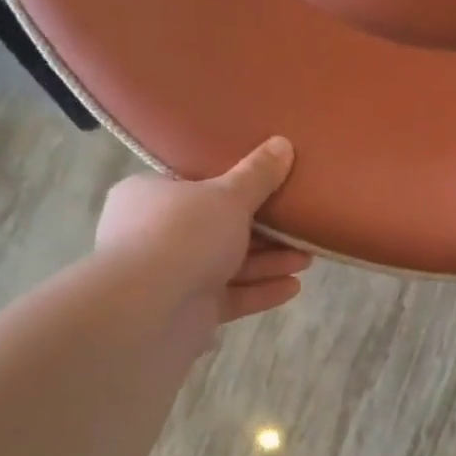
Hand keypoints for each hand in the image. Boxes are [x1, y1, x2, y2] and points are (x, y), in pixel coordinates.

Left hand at [94, 138, 312, 345]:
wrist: (148, 310)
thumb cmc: (182, 235)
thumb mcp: (227, 196)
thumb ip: (258, 175)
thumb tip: (283, 143)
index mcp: (151, 196)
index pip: (194, 187)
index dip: (234, 188)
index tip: (271, 189)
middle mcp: (156, 235)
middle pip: (218, 229)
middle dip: (263, 231)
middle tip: (300, 228)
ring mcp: (171, 276)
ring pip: (227, 265)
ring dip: (268, 262)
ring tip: (307, 259)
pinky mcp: (188, 312)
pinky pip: (230, 297)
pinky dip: (260, 292)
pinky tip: (293, 288)